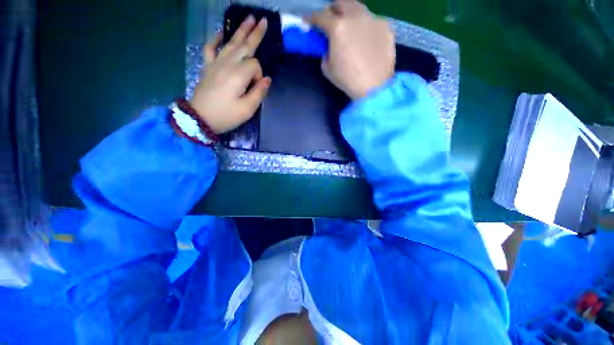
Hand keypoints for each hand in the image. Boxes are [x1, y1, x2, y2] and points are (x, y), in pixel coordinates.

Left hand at [190, 16, 270, 133]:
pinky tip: (220, 33)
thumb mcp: (247, 109)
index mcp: (239, 75)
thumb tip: (267, 79)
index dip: (259, 75)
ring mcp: (216, 63)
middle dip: (255, 33)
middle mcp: (228, 64)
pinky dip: (215, 39)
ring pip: (230, 43)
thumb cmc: (226, 116)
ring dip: (240, 30)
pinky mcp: (208, 66)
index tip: (256, 88)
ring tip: (249, 18)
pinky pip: (210, 48)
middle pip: (244, 45)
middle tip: (263, 20)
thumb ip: (259, 93)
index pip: (255, 66)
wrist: (200, 118)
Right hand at [310, 0, 394, 99]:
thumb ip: (326, 51)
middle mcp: (356, 17)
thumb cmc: (348, 80)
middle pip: (341, 2)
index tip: (307, 20)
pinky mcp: (386, 26)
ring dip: (350, 15)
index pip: (320, 16)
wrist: (374, 87)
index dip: (311, 18)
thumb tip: (330, 46)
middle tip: (331, 19)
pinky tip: (366, 41)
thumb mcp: (327, 69)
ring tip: (350, 29)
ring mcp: (373, 19)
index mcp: (338, 28)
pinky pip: (372, 22)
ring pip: (358, 8)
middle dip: (333, 9)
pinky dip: (365, 28)